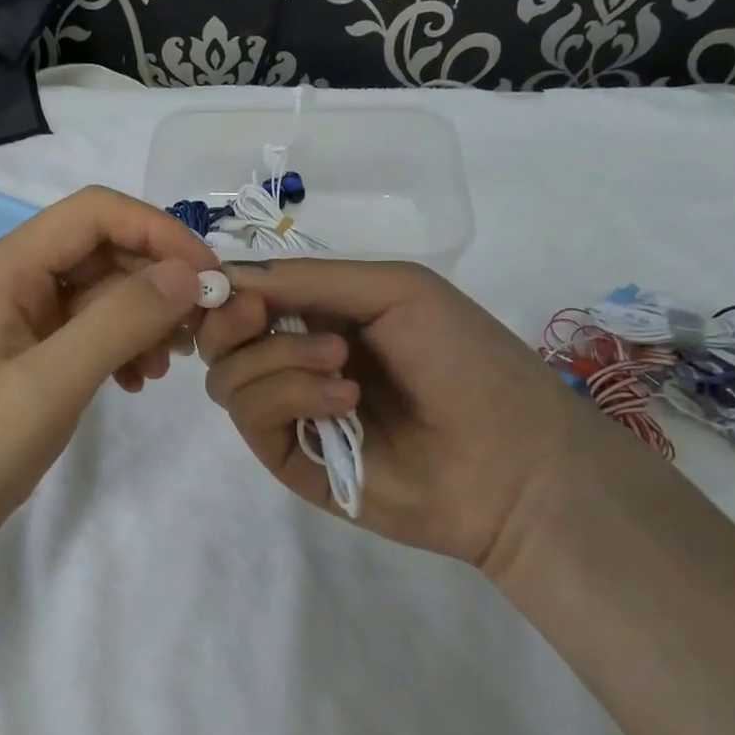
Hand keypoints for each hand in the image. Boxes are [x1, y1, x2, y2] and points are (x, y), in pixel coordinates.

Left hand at [0, 186, 218, 571]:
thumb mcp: (48, 384)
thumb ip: (118, 321)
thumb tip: (187, 275)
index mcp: (5, 268)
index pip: (95, 213)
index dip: (158, 232)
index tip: (208, 278)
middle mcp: (12, 281)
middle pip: (100, 249)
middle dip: (155, 280)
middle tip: (197, 331)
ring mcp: (19, 321)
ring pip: (99, 292)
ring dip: (142, 317)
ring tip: (164, 366)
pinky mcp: (27, 358)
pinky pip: (87, 331)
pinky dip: (120, 346)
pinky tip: (135, 382)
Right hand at [196, 259, 625, 568]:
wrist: (513, 459)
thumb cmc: (464, 358)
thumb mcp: (394, 289)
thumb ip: (306, 278)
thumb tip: (224, 275)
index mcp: (319, 315)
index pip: (245, 296)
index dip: (227, 286)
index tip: (229, 284)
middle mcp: (294, 359)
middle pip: (220, 338)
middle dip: (232, 320)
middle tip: (262, 316)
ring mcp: (290, 411)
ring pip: (227, 377)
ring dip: (275, 358)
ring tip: (341, 366)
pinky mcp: (289, 458)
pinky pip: (250, 417)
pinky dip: (287, 396)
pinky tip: (343, 401)